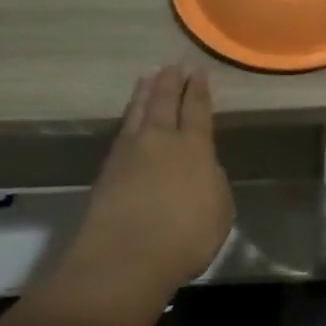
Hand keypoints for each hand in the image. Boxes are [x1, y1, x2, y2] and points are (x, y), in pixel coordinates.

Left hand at [63, 65, 235, 300]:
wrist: (123, 260)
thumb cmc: (184, 239)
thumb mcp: (219, 210)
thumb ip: (213, 182)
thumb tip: (203, 168)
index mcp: (194, 147)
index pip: (197, 109)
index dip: (198, 89)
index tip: (198, 71)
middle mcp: (161, 140)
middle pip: (164, 102)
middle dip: (170, 81)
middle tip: (173, 65)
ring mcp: (129, 152)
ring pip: (138, 110)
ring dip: (145, 91)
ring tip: (149, 76)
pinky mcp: (107, 170)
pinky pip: (123, 129)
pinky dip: (129, 115)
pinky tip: (130, 116)